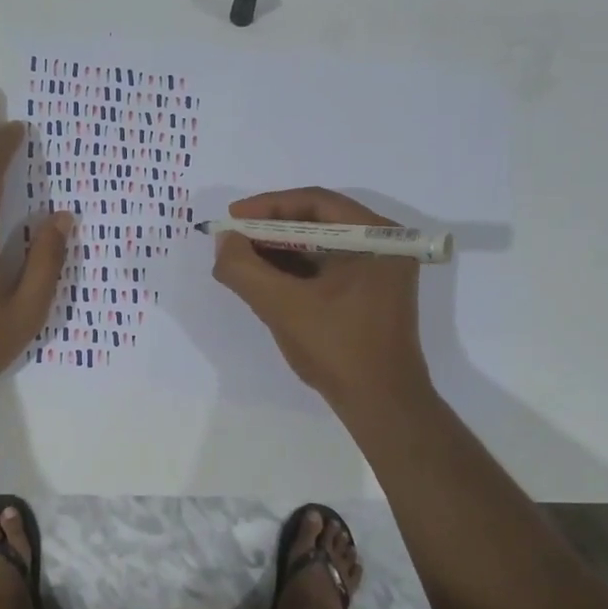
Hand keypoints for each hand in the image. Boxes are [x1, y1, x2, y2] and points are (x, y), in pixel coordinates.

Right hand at [211, 187, 430, 413]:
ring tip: (242, 261)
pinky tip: (266, 281)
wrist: (382, 406)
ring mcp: (379, 271)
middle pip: (318, 221)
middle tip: (233, 240)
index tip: (232, 218)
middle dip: (271, 230)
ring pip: (320, 246)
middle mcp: (383, 245)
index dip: (268, 206)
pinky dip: (295, 271)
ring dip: (280, 251)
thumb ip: (244, 269)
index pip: (315, 202)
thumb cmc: (338, 349)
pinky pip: (327, 268)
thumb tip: (224, 241)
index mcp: (376, 236)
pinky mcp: (369, 294)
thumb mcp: (282, 306)